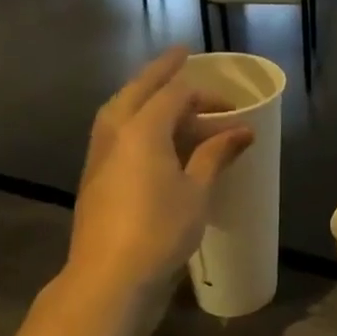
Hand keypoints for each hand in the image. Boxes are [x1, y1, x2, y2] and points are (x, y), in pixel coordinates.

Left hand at [63, 47, 251, 309]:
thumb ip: (215, 155)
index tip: (232, 105)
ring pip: (119, 111)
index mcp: (141, 130)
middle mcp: (115, 134)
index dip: (205, 93)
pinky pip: (114, 134)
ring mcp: (99, 157)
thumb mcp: (197, 191)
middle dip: (160, 72)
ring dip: (141, 96)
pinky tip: (148, 136)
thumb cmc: (160, 231)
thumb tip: (242, 132)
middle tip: (180, 57)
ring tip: (162, 93)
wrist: (109, 279)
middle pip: (137, 91)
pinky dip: (133, 122)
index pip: (174, 94)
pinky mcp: (94, 179)